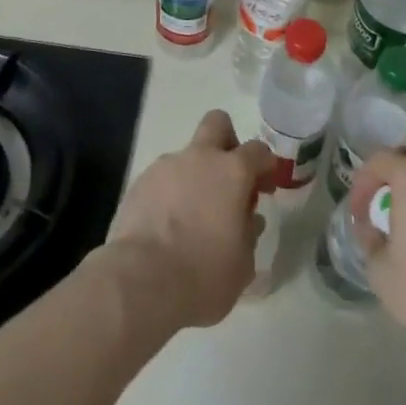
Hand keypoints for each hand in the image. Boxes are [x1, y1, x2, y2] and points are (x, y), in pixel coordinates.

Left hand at [101, 110, 274, 331]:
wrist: (142, 281)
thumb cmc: (203, 275)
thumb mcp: (243, 264)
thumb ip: (248, 233)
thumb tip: (247, 219)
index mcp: (232, 173)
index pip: (258, 151)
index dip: (265, 166)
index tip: (265, 188)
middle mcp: (200, 158)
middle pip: (217, 123)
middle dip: (226, 142)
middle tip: (227, 178)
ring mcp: (166, 166)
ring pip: (187, 156)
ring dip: (194, 177)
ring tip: (189, 218)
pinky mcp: (140, 181)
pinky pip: (162, 179)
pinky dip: (169, 194)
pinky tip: (165, 226)